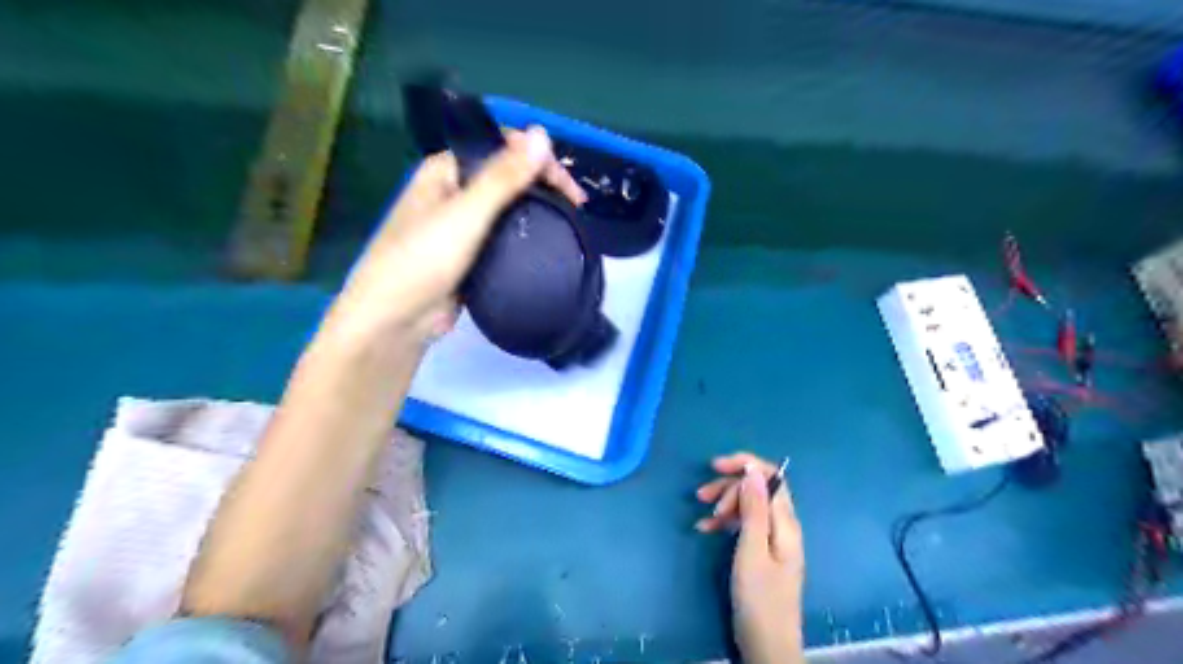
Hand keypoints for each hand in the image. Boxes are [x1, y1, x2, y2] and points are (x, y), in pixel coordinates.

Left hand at [323, 128, 583, 347]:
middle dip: (542, 186)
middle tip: (576, 209)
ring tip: (569, 225)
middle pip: (507, 177)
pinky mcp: (470, 255)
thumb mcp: (466, 214)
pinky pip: (503, 237)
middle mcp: (453, 191)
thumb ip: (503, 177)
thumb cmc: (422, 260)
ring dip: (536, 212)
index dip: (538, 160)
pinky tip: (546, 246)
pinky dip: (524, 238)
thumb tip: (542, 134)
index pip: (502, 149)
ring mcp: (461, 225)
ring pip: (507, 209)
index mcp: (446, 170)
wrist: (396, 321)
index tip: (570, 188)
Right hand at [696, 453, 804, 663]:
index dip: (745, 465)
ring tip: (703, 515)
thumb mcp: (751, 549)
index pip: (770, 477)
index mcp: (784, 522)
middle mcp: (781, 525)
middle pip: (756, 489)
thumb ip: (753, 509)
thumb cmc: (759, 597)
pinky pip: (743, 524)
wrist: (767, 644)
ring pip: (747, 505)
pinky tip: (705, 528)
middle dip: (728, 487)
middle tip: (702, 497)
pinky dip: (724, 522)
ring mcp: (771, 538)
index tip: (715, 466)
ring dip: (724, 504)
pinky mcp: (760, 551)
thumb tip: (753, 470)